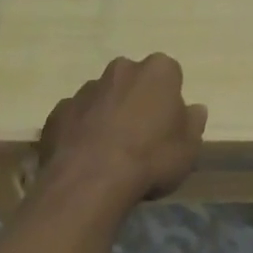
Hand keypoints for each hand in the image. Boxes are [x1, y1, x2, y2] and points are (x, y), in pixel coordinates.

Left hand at [37, 55, 206, 207]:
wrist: (91, 182)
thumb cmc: (151, 159)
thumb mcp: (189, 148)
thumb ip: (193, 123)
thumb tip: (194, 109)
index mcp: (157, 71)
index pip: (169, 74)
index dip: (169, 99)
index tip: (168, 123)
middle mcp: (121, 70)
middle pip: (133, 80)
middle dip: (136, 99)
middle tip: (140, 135)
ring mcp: (85, 89)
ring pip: (102, 97)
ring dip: (107, 114)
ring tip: (110, 151)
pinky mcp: (58, 112)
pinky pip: (76, 117)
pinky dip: (81, 130)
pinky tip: (85, 157)